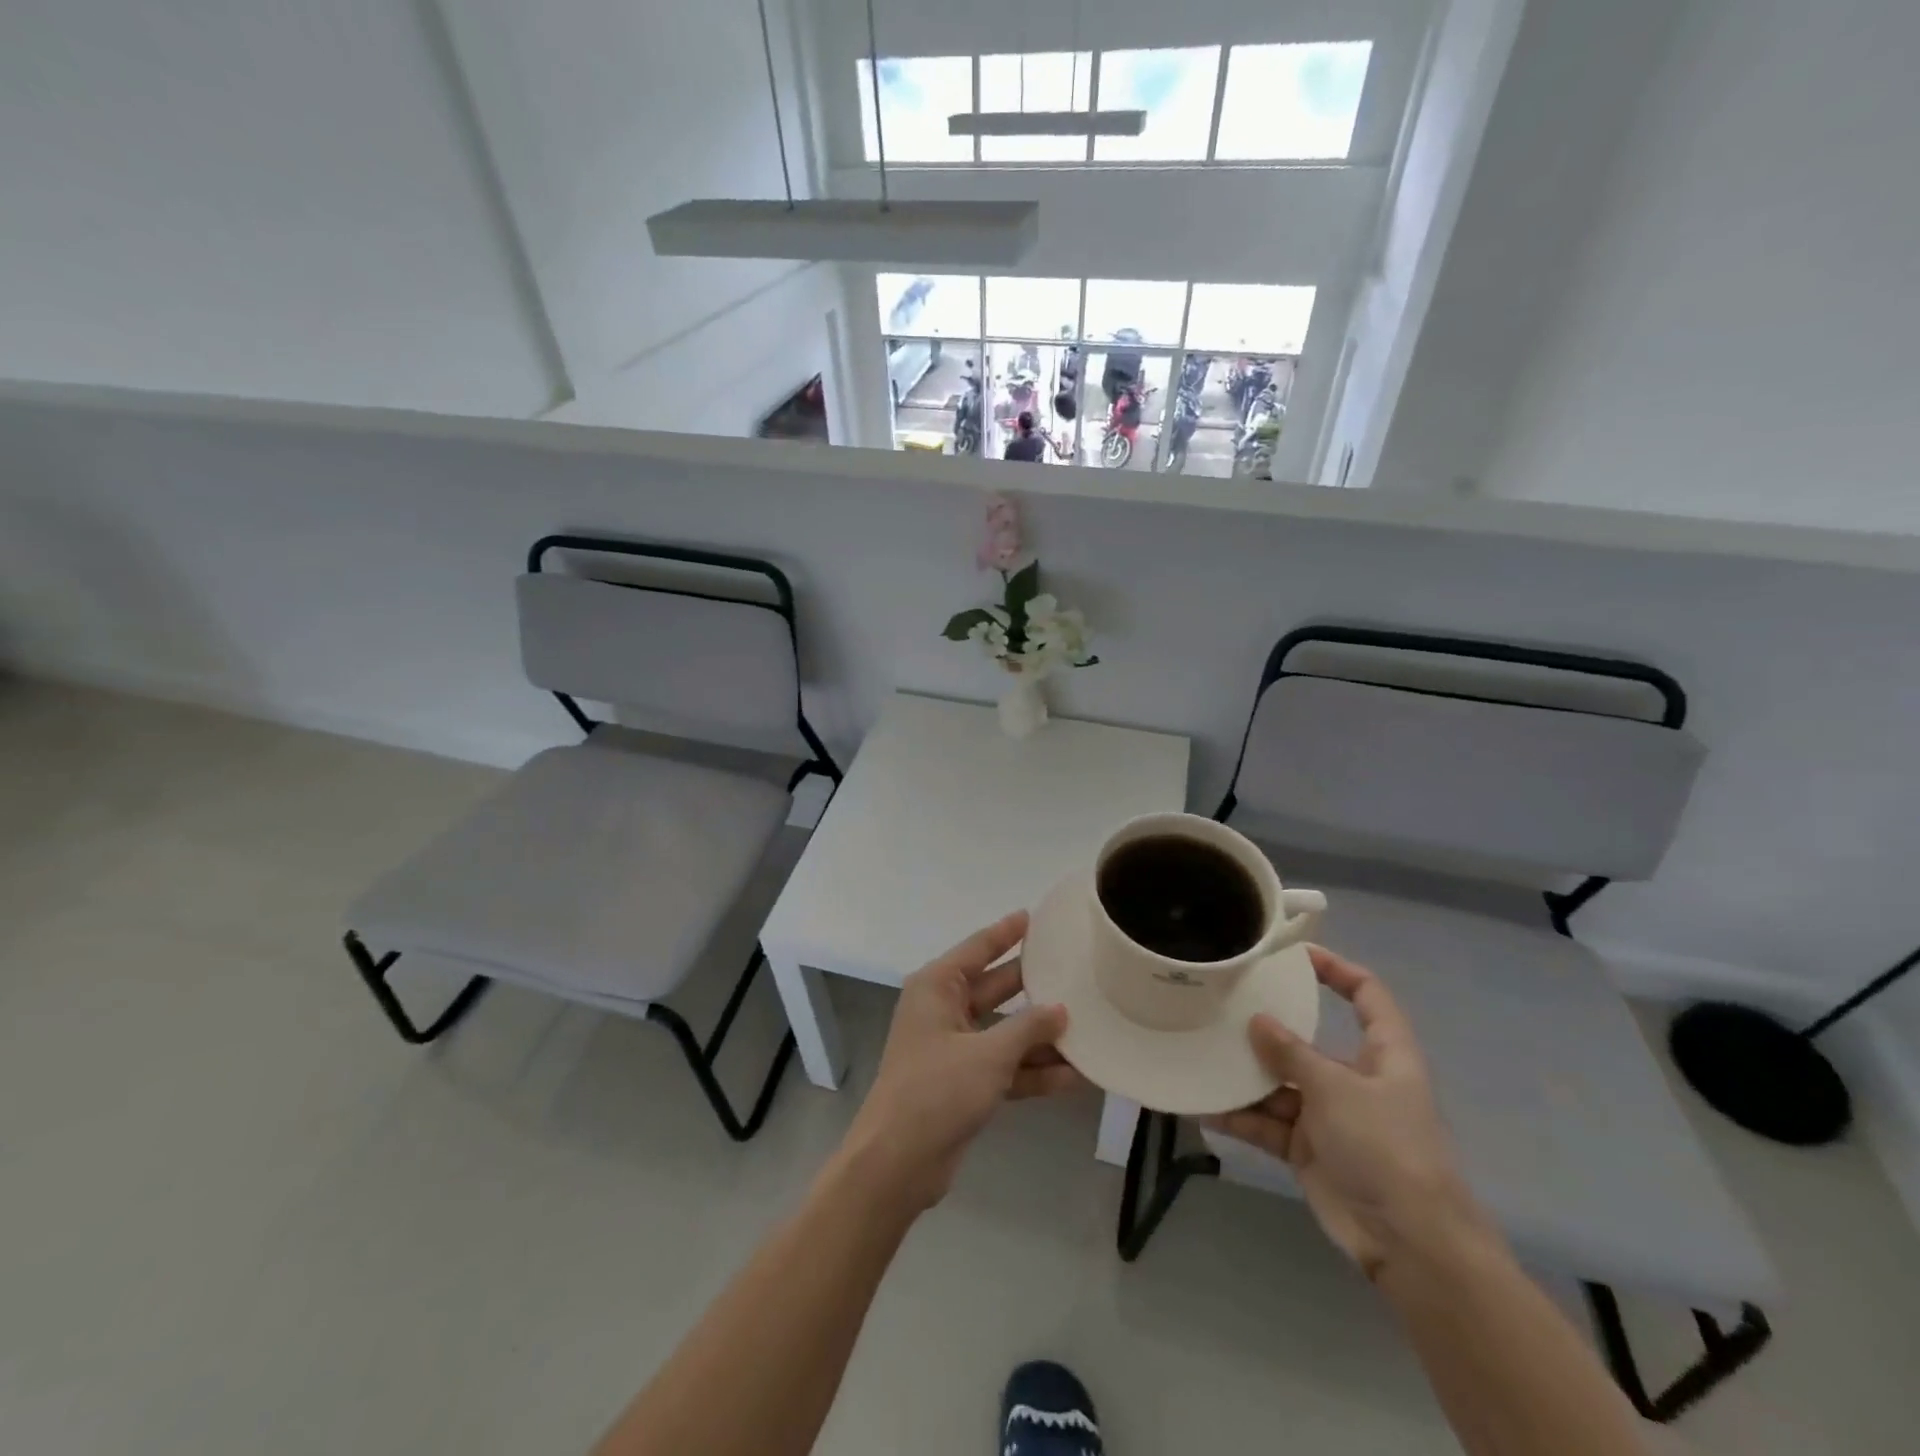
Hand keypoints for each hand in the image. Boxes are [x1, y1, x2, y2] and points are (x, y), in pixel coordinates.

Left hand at [841, 911, 1083, 1212]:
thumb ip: (1028, 1028)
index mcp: (937, 988)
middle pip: (996, 989)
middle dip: (1034, 986)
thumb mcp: (988, 1054)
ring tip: (1088, 1026)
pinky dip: (1033, 1071)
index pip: (977, 949)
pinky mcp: (964, 1083)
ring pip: (1005, 1031)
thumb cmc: (936, 1090)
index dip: (1006, 932)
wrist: (898, 1163)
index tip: (1033, 916)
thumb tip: (1061, 1009)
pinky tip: (1074, 1076)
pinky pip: (1005, 1066)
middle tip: (1074, 971)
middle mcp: (944, 1010)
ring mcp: (954, 1048)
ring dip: (1041, 1036)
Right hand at [1205, 946, 1490, 1278]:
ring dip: (1245, 1077)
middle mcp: (1356, 1079)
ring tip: (1201, 1054)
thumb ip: (1291, 1053)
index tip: (1297, 955)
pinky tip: (1205, 1107)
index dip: (1338, 970)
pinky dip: (1241, 1117)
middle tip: (1224, 1005)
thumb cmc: (1385, 1147)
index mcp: (1383, 1055)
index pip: (1368, 996)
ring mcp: (1331, 1116)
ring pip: (1280, 1084)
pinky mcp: (1309, 1149)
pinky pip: (1269, 1124)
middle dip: (1269, 1028)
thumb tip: (1257, 1021)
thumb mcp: (1336, 1089)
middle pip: (1308, 1041)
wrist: (1409, 1243)